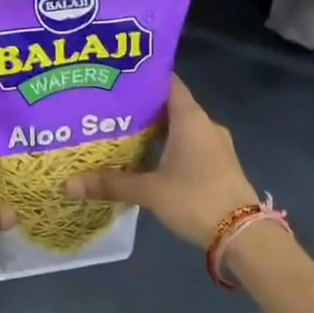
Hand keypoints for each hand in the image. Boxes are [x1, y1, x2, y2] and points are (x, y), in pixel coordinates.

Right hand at [64, 76, 258, 248]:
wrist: (244, 235)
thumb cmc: (196, 199)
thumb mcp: (150, 191)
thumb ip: (111, 184)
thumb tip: (69, 184)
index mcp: (190, 117)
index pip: (167, 82)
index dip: (143, 77)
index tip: (117, 76)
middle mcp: (205, 124)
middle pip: (170, 105)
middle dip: (142, 107)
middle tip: (109, 108)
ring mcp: (215, 145)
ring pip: (180, 127)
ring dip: (156, 130)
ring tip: (123, 133)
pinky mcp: (219, 164)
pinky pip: (190, 145)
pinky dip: (169, 147)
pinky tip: (148, 160)